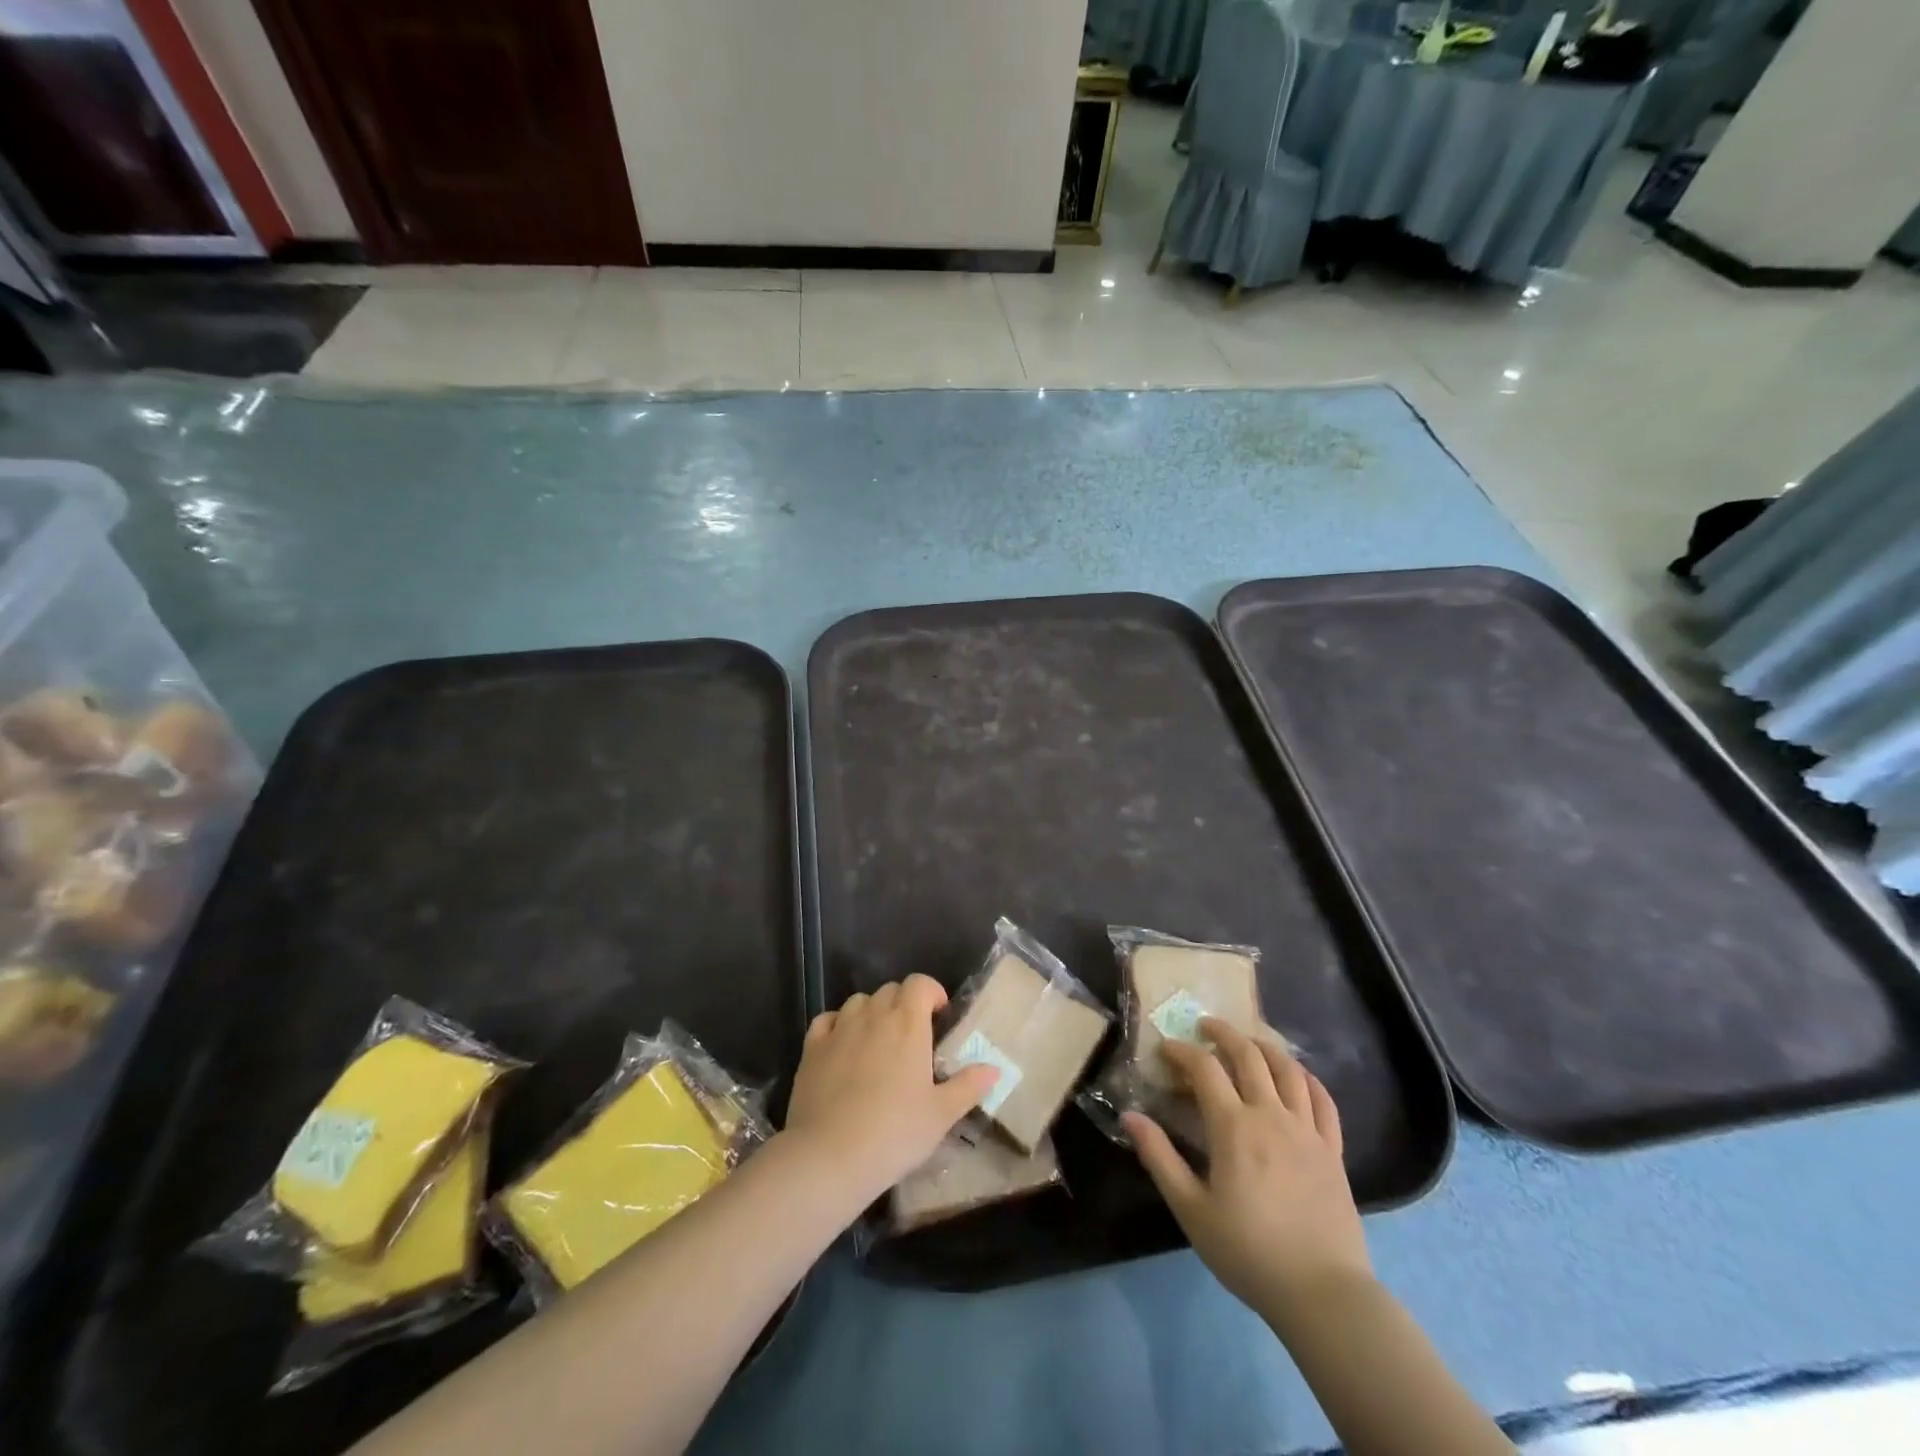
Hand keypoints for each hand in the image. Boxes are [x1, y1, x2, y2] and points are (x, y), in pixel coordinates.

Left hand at [783, 976, 998, 1206]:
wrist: (830, 1156)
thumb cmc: (895, 1132)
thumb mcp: (941, 1114)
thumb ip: (968, 1086)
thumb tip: (994, 1068)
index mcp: (908, 1023)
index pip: (920, 983)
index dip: (931, 992)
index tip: (939, 1016)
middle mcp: (873, 1015)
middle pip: (890, 990)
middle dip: (904, 1003)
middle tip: (912, 1037)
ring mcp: (839, 1029)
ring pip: (859, 1002)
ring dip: (872, 1012)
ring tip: (878, 1042)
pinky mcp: (812, 1048)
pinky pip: (827, 1020)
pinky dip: (838, 1024)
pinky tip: (843, 1045)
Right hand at [1123, 1019, 1370, 1327]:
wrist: (1322, 1295)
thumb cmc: (1248, 1251)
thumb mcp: (1191, 1209)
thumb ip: (1159, 1157)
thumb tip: (1129, 1115)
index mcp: (1234, 1127)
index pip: (1204, 1068)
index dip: (1182, 1051)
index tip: (1166, 1048)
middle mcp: (1271, 1116)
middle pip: (1249, 1055)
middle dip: (1223, 1033)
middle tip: (1205, 1026)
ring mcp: (1307, 1131)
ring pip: (1288, 1069)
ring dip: (1264, 1047)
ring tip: (1249, 1042)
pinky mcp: (1333, 1150)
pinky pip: (1324, 1101)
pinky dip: (1307, 1078)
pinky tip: (1297, 1076)